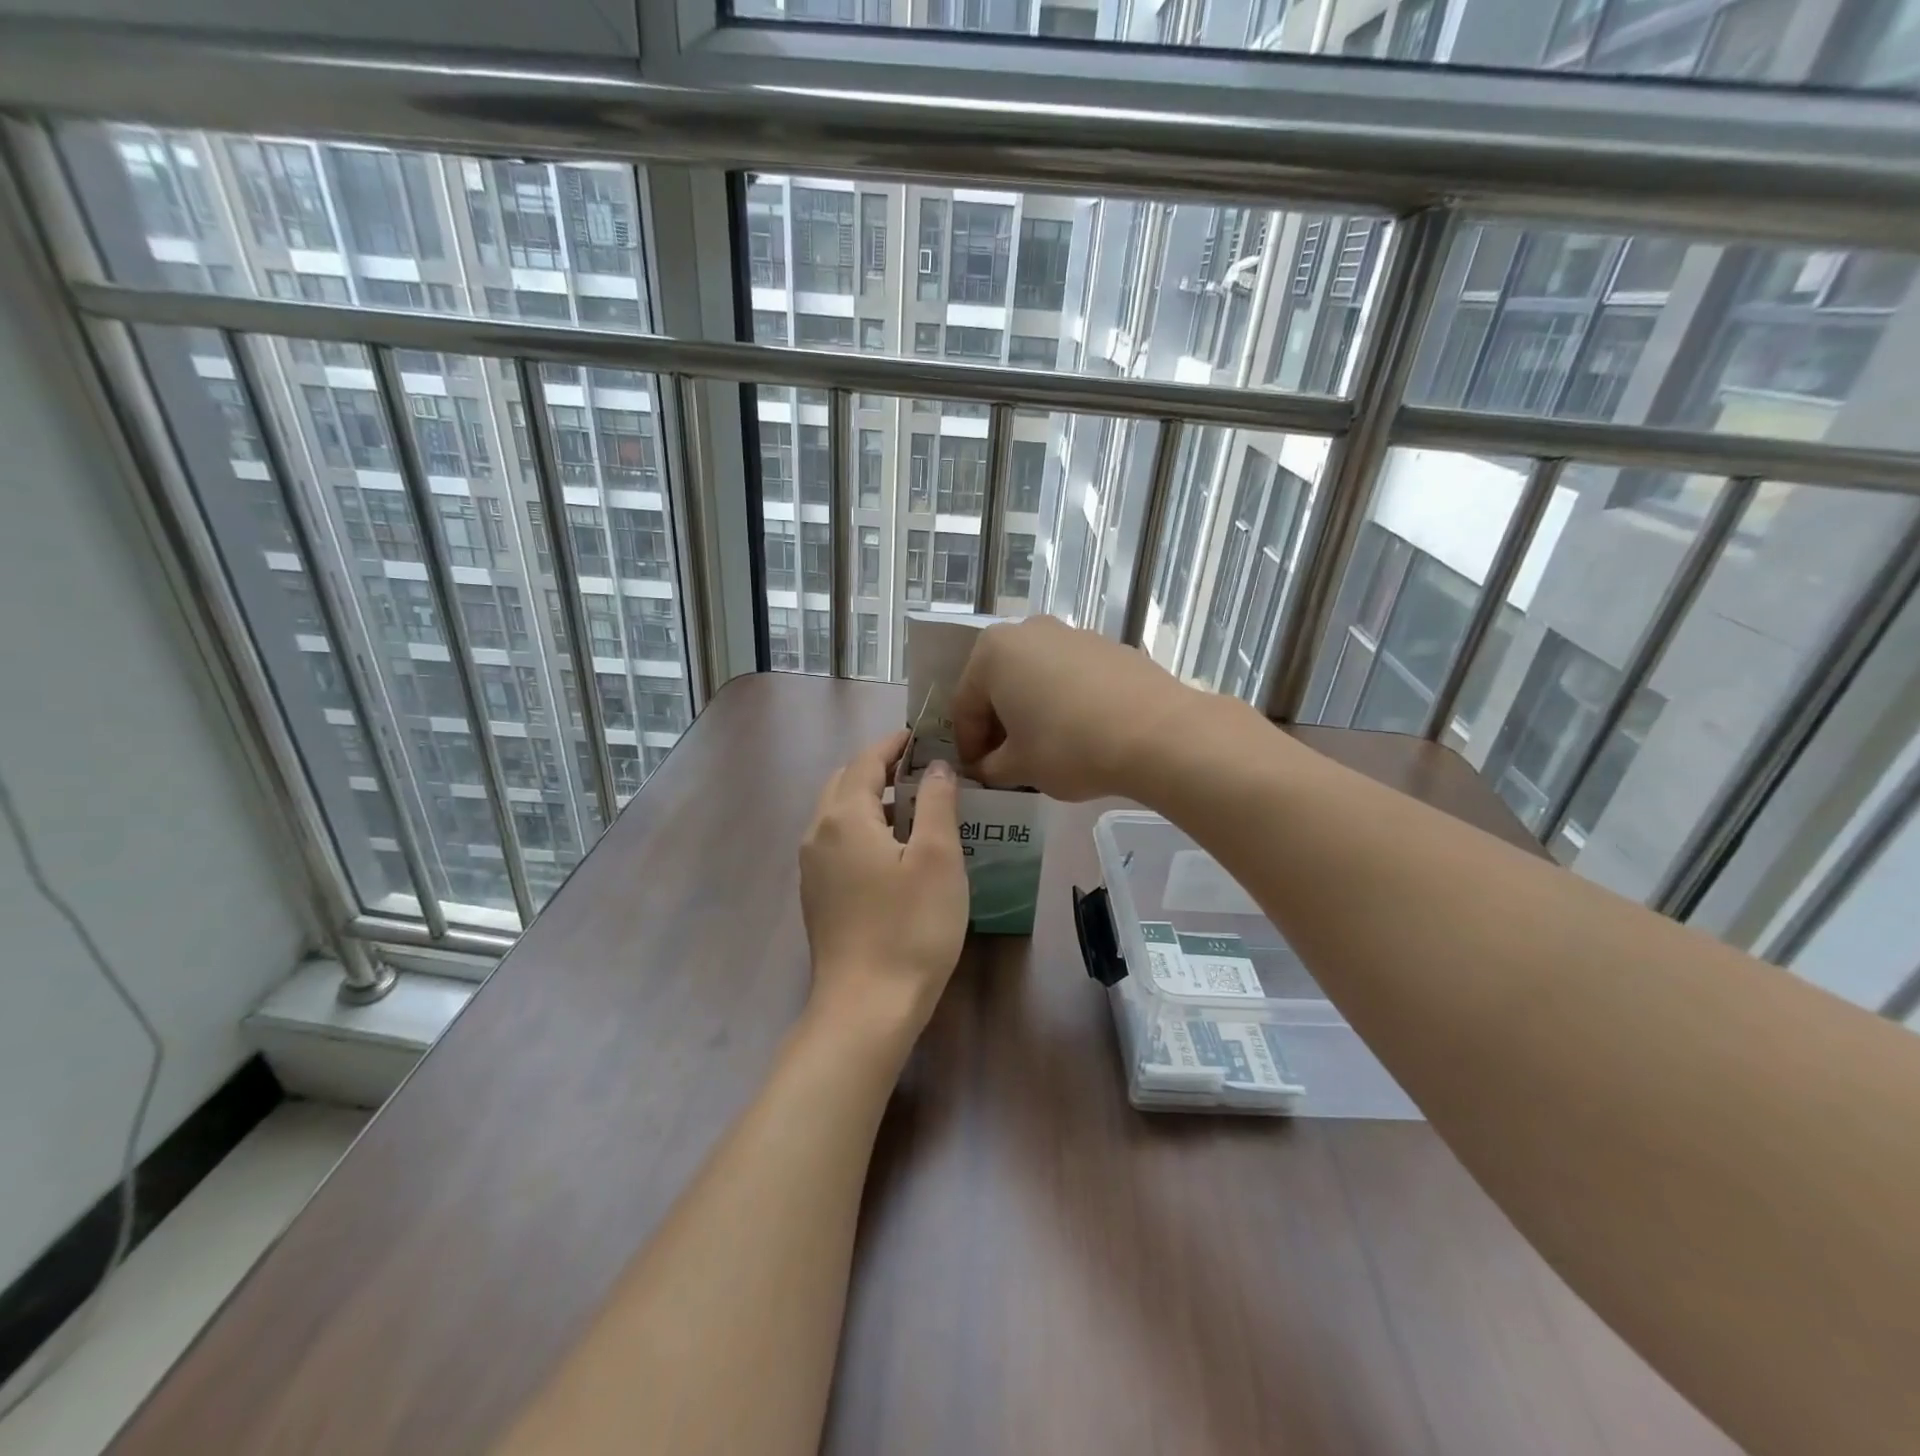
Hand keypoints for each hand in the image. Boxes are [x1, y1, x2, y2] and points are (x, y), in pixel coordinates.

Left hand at [800, 732, 968, 1043]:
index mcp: (844, 816)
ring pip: (839, 815)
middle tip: (923, 770)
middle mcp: (817, 834)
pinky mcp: (817, 896)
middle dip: (880, 769)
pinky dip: (864, 830)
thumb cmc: (910, 927)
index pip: (866, 761)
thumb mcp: (937, 858)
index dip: (894, 744)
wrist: (866, 1007)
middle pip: (845, 783)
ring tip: (917, 808)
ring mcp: (812, 868)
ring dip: (873, 800)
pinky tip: (895, 852)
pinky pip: (838, 843)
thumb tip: (936, 766)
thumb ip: (937, 802)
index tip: (922, 736)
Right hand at [949, 615, 1201, 801]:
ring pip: (1036, 677)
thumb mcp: (1019, 767)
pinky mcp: (1108, 646)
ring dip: (1031, 710)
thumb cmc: (1069, 746)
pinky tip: (1080, 732)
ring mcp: (1072, 634)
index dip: (968, 745)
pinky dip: (1064, 701)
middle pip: (999, 685)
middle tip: (1006, 761)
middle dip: (999, 724)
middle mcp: (1028, 631)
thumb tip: (987, 768)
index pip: (965, 705)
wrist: (1156, 733)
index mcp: (993, 652)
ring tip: (1044, 748)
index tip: (977, 774)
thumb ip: (991, 767)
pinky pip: (1070, 676)